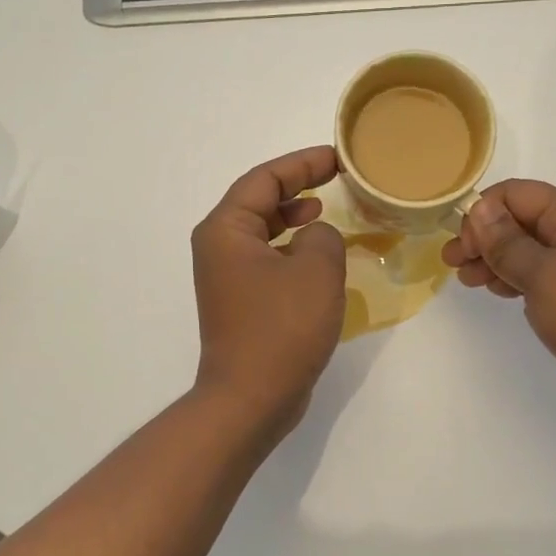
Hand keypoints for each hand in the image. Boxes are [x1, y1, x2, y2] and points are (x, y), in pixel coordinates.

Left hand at [191, 146, 346, 429]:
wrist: (251, 397)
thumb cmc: (282, 327)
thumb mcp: (316, 269)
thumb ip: (323, 235)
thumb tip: (316, 236)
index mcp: (226, 229)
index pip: (264, 178)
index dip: (303, 163)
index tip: (336, 158)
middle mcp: (218, 246)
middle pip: (258, 199)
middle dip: (297, 185)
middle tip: (335, 178)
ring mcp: (226, 276)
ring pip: (262, 230)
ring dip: (293, 216)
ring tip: (325, 209)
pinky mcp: (240, 300)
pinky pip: (266, 258)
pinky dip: (291, 247)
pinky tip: (317, 254)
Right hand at [443, 180, 555, 418]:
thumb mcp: (543, 275)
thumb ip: (507, 242)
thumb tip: (479, 208)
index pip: (515, 194)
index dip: (482, 214)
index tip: (463, 248)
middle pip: (520, 220)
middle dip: (483, 237)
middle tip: (452, 265)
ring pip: (527, 249)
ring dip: (495, 259)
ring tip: (468, 281)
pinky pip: (541, 274)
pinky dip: (515, 278)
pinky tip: (498, 291)